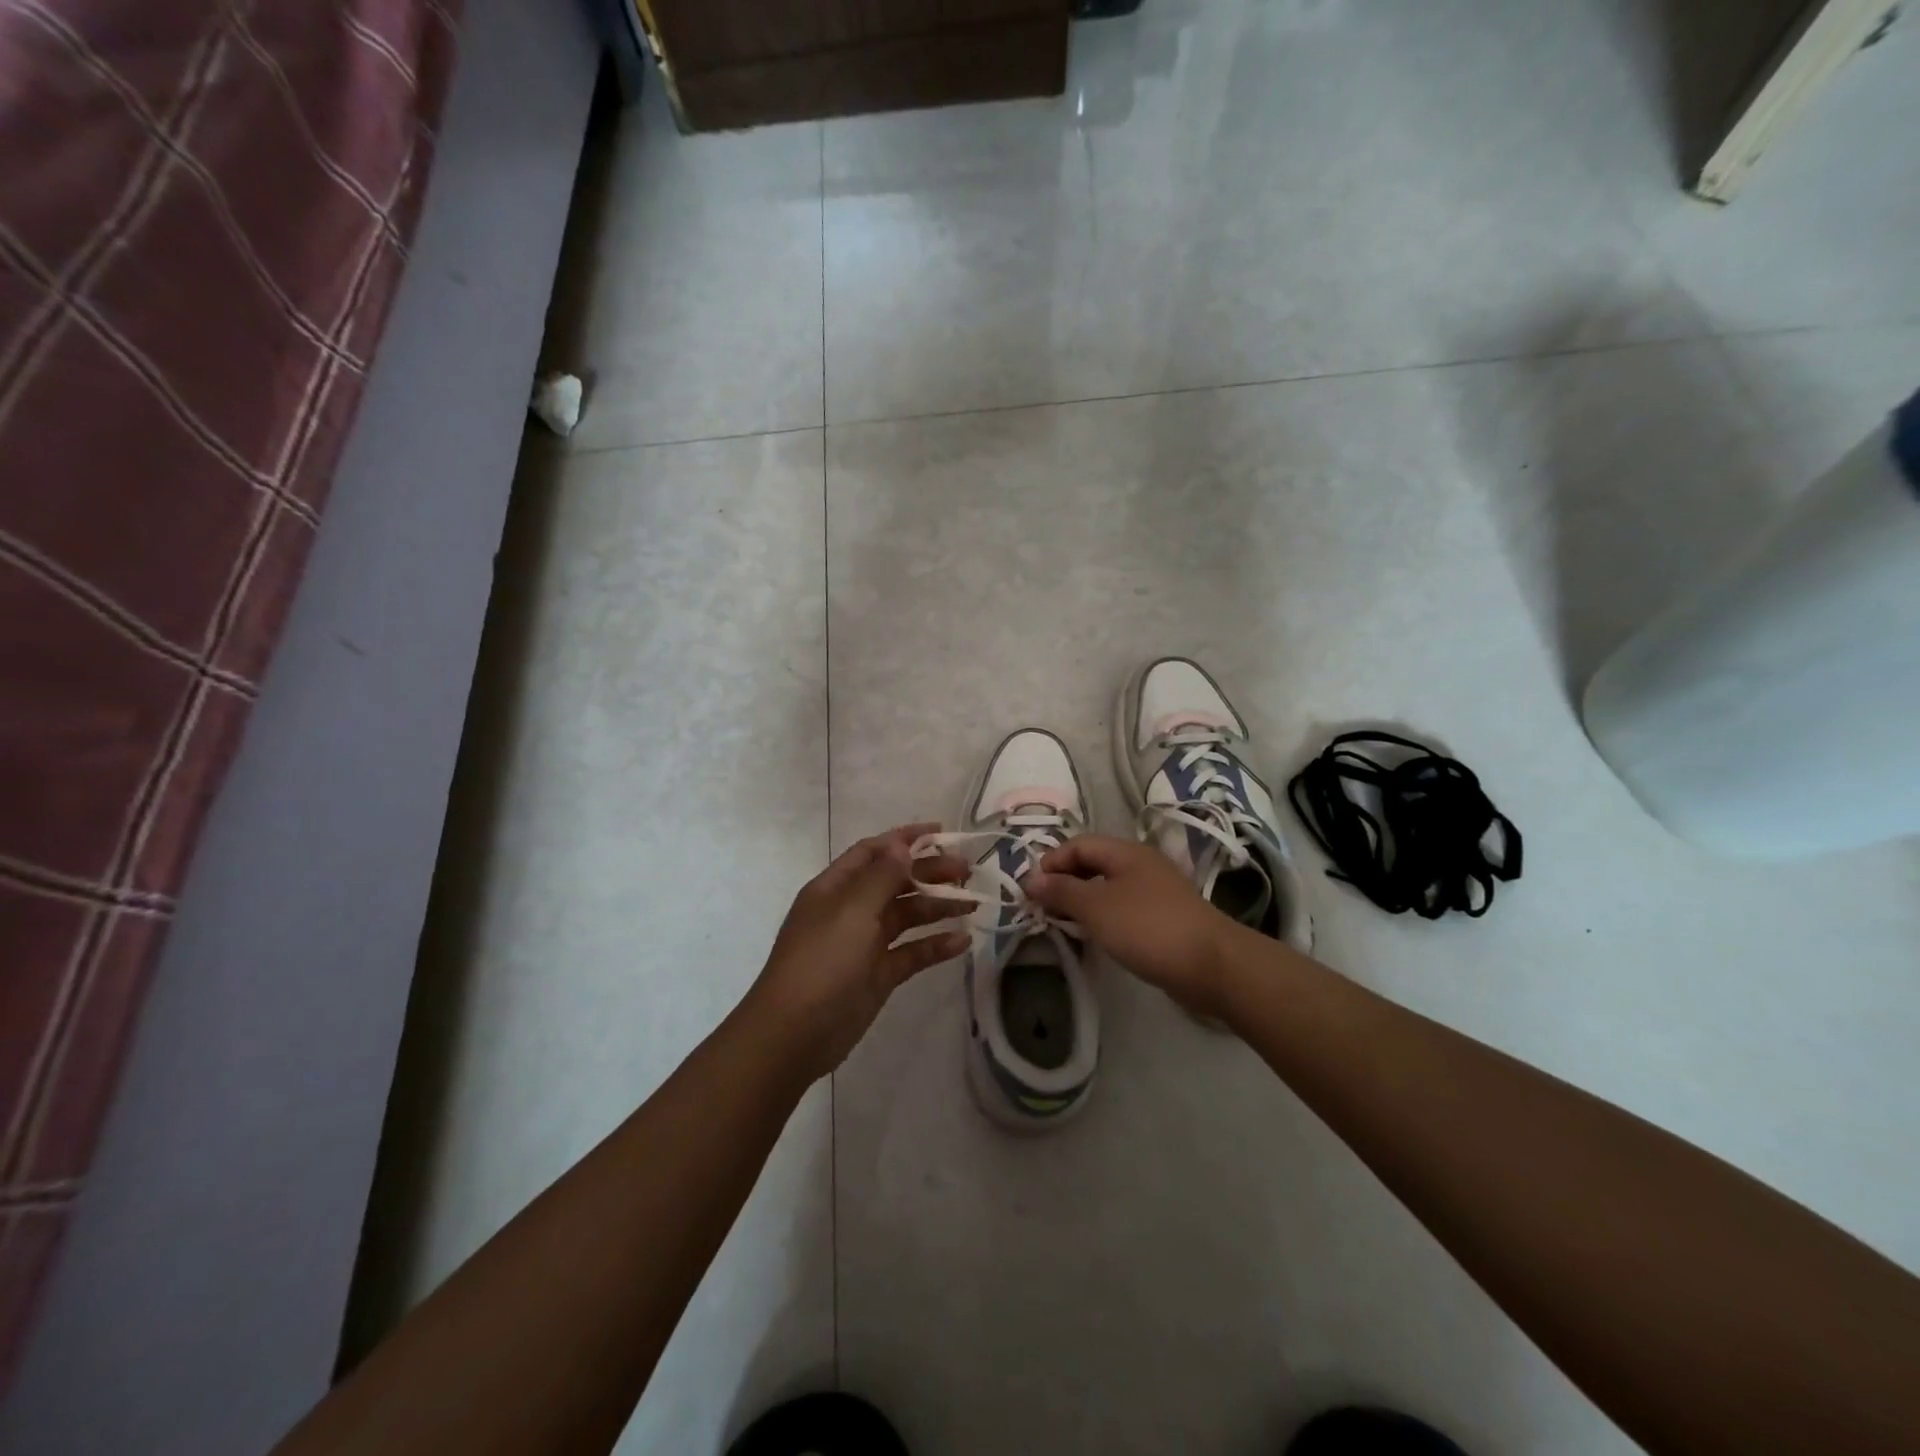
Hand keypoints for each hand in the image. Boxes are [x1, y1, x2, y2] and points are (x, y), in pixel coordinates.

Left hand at [742, 824, 968, 1082]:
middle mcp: (850, 910)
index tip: (941, 831)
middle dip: (929, 872)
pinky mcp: (878, 976)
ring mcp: (864, 944)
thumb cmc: (821, 962)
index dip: (904, 839)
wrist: (794, 1034)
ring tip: (974, 902)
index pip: (873, 852)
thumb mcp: (852, 911)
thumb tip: (901, 845)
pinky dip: (935, 946)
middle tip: (967, 870)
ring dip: (937, 907)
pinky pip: (911, 953)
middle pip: (895, 882)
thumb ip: (881, 877)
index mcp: (835, 888)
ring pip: (906, 916)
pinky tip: (962, 941)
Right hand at [1027, 835, 1238, 1021]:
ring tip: (1063, 924)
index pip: (1078, 844)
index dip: (1051, 862)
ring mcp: (1155, 891)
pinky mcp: (1163, 918)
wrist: (1212, 965)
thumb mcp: (1096, 907)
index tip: (1031, 891)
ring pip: (1107, 888)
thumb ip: (1061, 891)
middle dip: (1064, 882)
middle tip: (1043, 909)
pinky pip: (1123, 908)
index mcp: (1125, 852)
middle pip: (1093, 863)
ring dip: (1082, 902)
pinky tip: (1095, 937)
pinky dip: (1103, 917)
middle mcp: (1140, 864)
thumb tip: (1030, 879)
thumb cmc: (1147, 928)